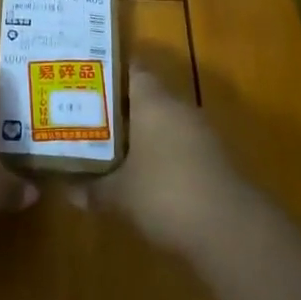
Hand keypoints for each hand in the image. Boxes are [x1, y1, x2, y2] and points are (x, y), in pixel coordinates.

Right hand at [70, 67, 242, 256]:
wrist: (231, 230)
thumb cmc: (166, 194)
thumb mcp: (120, 195)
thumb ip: (93, 188)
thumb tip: (69, 190)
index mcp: (153, 100)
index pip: (131, 70)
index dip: (108, 74)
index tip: (85, 82)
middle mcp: (178, 107)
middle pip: (146, 97)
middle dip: (119, 109)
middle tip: (88, 119)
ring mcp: (200, 133)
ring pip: (163, 123)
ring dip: (141, 135)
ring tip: (110, 149)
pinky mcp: (214, 160)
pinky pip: (179, 147)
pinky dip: (162, 156)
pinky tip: (144, 178)